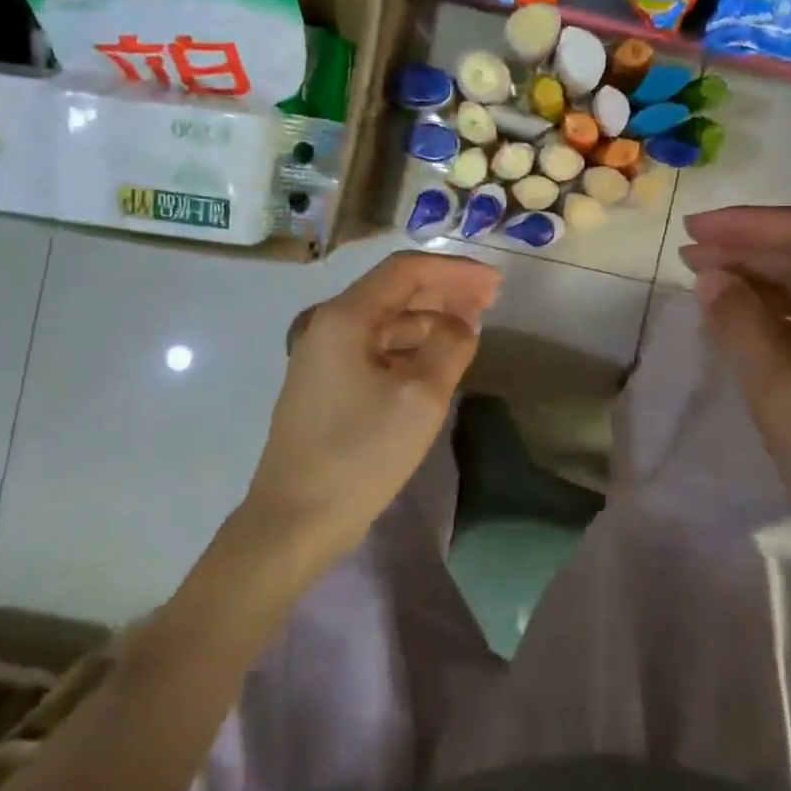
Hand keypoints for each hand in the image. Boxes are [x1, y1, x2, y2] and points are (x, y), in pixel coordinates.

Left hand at [243, 251, 501, 558]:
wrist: (295, 520)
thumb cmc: (360, 454)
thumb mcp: (420, 397)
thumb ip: (450, 345)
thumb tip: (461, 323)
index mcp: (345, 317)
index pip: (406, 270)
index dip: (455, 270)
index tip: (496, 282)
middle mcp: (329, 325)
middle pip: (395, 291)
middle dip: (445, 290)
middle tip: (491, 299)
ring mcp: (324, 356)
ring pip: (387, 320)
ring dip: (430, 317)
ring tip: (471, 326)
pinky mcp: (327, 384)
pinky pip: (376, 348)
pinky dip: (410, 345)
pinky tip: (436, 357)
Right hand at [679, 205, 790, 587]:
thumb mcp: (781, 396)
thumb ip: (739, 326)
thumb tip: (710, 277)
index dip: (743, 224)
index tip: (690, 230)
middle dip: (749, 250)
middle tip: (689, 258)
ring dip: (764, 281)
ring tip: (709, 285)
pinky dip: (784, 315)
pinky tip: (751, 325)